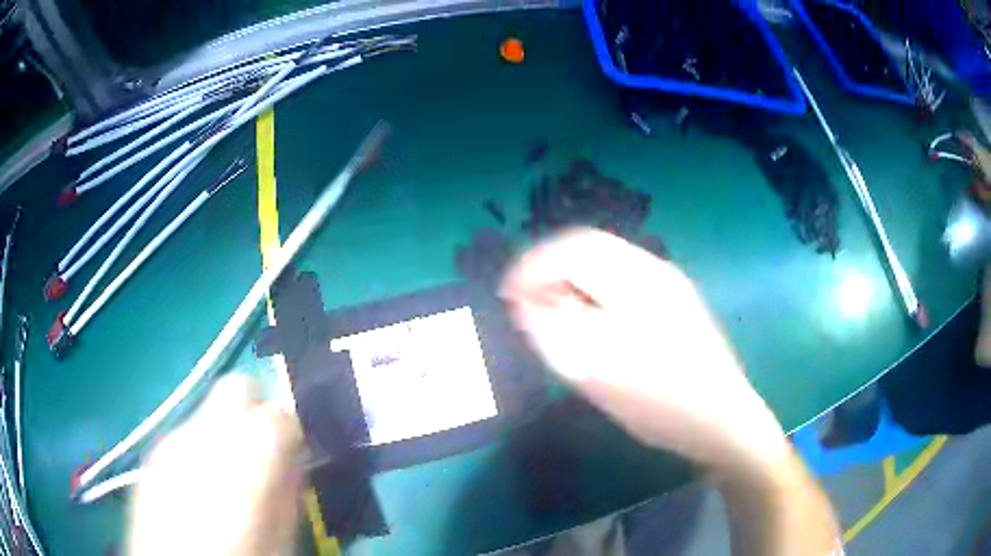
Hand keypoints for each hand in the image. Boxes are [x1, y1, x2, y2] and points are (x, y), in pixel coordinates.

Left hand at [127, 374, 303, 555]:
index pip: (282, 413)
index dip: (292, 432)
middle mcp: (205, 433)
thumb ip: (288, 494)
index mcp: (245, 455)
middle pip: (238, 387)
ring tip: (227, 477)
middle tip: (264, 450)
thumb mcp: (280, 539)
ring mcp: (171, 439)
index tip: (295, 456)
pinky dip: (199, 449)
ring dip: (226, 433)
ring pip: (208, 411)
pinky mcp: (151, 453)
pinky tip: (197, 486)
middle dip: (257, 409)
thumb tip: (293, 464)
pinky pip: (184, 436)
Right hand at [500, 228, 788, 473]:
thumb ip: (556, 334)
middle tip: (527, 304)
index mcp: (638, 282)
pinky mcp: (673, 299)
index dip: (533, 265)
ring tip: (553, 313)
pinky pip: (621, 278)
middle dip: (550, 269)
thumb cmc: (662, 403)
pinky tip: (589, 320)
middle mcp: (654, 270)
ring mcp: (667, 283)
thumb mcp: (599, 375)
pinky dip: (592, 290)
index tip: (508, 295)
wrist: (723, 420)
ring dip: (571, 279)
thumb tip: (525, 303)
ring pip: (605, 261)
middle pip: (589, 247)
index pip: (573, 248)